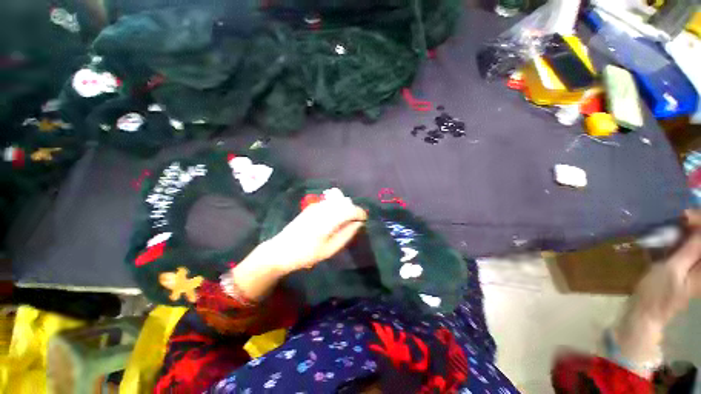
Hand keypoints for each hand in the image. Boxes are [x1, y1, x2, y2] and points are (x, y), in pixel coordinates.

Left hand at [265, 196, 367, 274]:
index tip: (365, 220)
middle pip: (345, 202)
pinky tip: (335, 218)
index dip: (360, 213)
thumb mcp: (330, 249)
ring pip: (338, 201)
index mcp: (328, 220)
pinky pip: (330, 202)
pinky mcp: (312, 206)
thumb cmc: (307, 254)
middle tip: (356, 222)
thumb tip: (359, 224)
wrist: (281, 250)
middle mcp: (323, 209)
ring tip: (346, 221)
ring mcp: (316, 206)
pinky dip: (337, 207)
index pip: (350, 210)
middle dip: (354, 210)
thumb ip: (346, 234)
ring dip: (346, 208)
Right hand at [630, 210, 700, 325]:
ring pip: (698, 242)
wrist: (647, 310)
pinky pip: (693, 246)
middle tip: (683, 217)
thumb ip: (689, 250)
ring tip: (681, 222)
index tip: (686, 216)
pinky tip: (679, 234)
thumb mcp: (671, 270)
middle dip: (699, 224)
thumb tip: (698, 227)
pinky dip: (688, 237)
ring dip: (694, 229)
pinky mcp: (689, 265)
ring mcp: (697, 267)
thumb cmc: (657, 292)